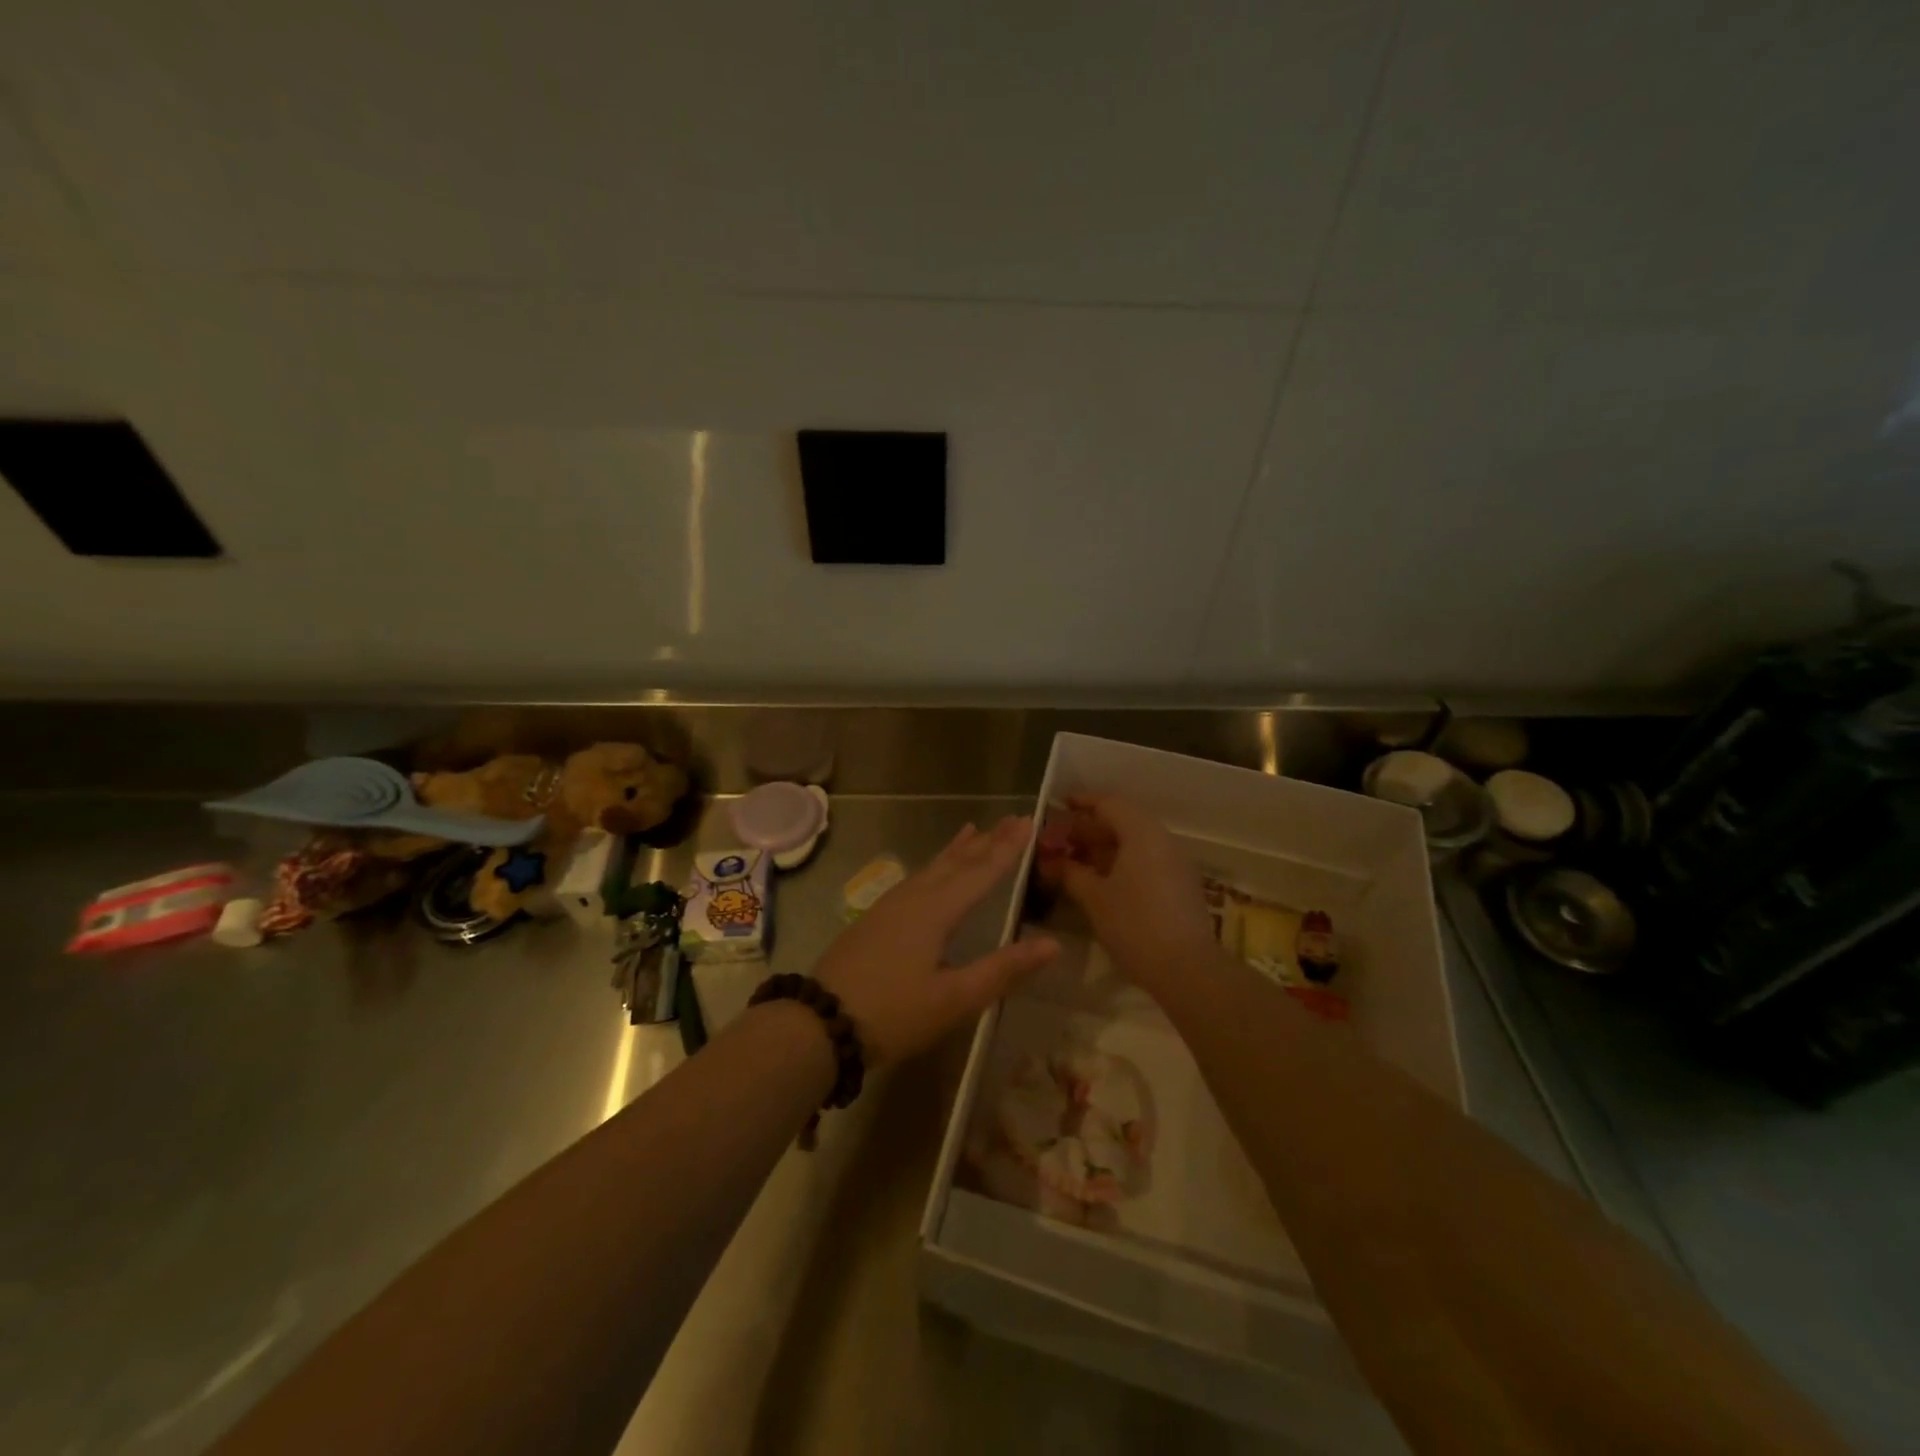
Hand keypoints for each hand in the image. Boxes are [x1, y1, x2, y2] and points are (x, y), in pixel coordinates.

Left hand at [814, 817, 1058, 1066]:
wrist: (820, 1022)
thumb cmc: (894, 1012)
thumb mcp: (955, 998)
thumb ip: (1004, 969)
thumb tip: (1054, 943)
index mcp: (937, 910)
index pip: (982, 871)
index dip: (1008, 849)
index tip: (1029, 822)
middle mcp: (915, 897)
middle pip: (958, 861)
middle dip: (987, 841)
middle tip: (1012, 819)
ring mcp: (891, 906)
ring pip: (934, 867)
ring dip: (959, 849)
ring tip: (974, 829)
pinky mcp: (876, 918)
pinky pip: (917, 878)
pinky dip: (935, 865)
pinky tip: (932, 872)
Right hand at [1047, 795, 1216, 991]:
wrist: (1187, 968)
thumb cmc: (1134, 924)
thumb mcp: (1094, 897)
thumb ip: (1070, 873)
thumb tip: (1050, 860)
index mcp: (1141, 833)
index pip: (1108, 803)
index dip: (1081, 802)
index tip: (1058, 804)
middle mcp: (1162, 839)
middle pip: (1122, 821)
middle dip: (1088, 828)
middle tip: (1058, 840)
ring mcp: (1174, 863)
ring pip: (1133, 843)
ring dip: (1102, 848)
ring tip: (1073, 861)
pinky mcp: (1180, 885)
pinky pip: (1145, 860)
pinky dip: (1120, 863)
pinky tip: (1099, 881)